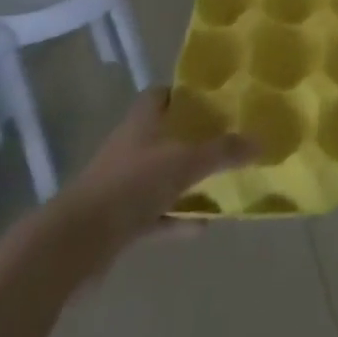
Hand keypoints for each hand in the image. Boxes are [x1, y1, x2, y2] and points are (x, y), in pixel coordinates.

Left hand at [53, 89, 253, 259]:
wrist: (76, 243)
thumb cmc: (131, 185)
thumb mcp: (185, 163)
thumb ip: (223, 151)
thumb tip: (261, 141)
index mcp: (142, 122)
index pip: (162, 95)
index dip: (185, 94)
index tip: (215, 98)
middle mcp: (131, 147)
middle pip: (164, 134)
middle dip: (193, 137)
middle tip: (228, 138)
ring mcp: (123, 185)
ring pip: (162, 175)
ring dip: (187, 180)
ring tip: (223, 182)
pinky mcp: (119, 221)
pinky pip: (156, 214)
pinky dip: (177, 218)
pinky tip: (204, 225)